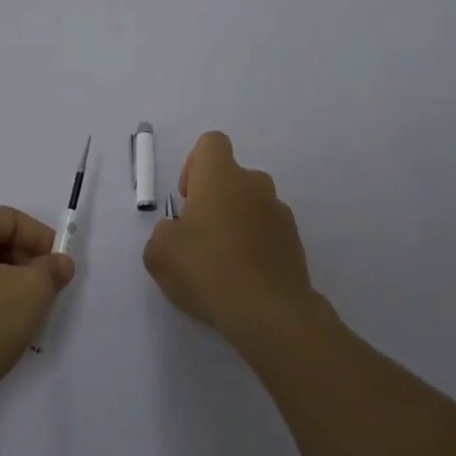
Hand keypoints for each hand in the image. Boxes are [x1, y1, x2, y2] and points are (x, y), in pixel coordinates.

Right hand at [143, 131, 318, 351]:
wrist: (269, 313)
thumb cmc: (207, 269)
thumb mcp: (160, 252)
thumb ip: (163, 232)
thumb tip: (177, 231)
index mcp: (221, 176)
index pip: (211, 143)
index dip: (195, 164)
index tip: (188, 198)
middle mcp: (254, 184)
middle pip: (232, 177)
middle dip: (215, 199)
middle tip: (199, 237)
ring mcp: (280, 212)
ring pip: (252, 205)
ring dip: (237, 223)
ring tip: (223, 264)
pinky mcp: (295, 242)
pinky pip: (268, 232)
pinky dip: (256, 246)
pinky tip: (244, 279)